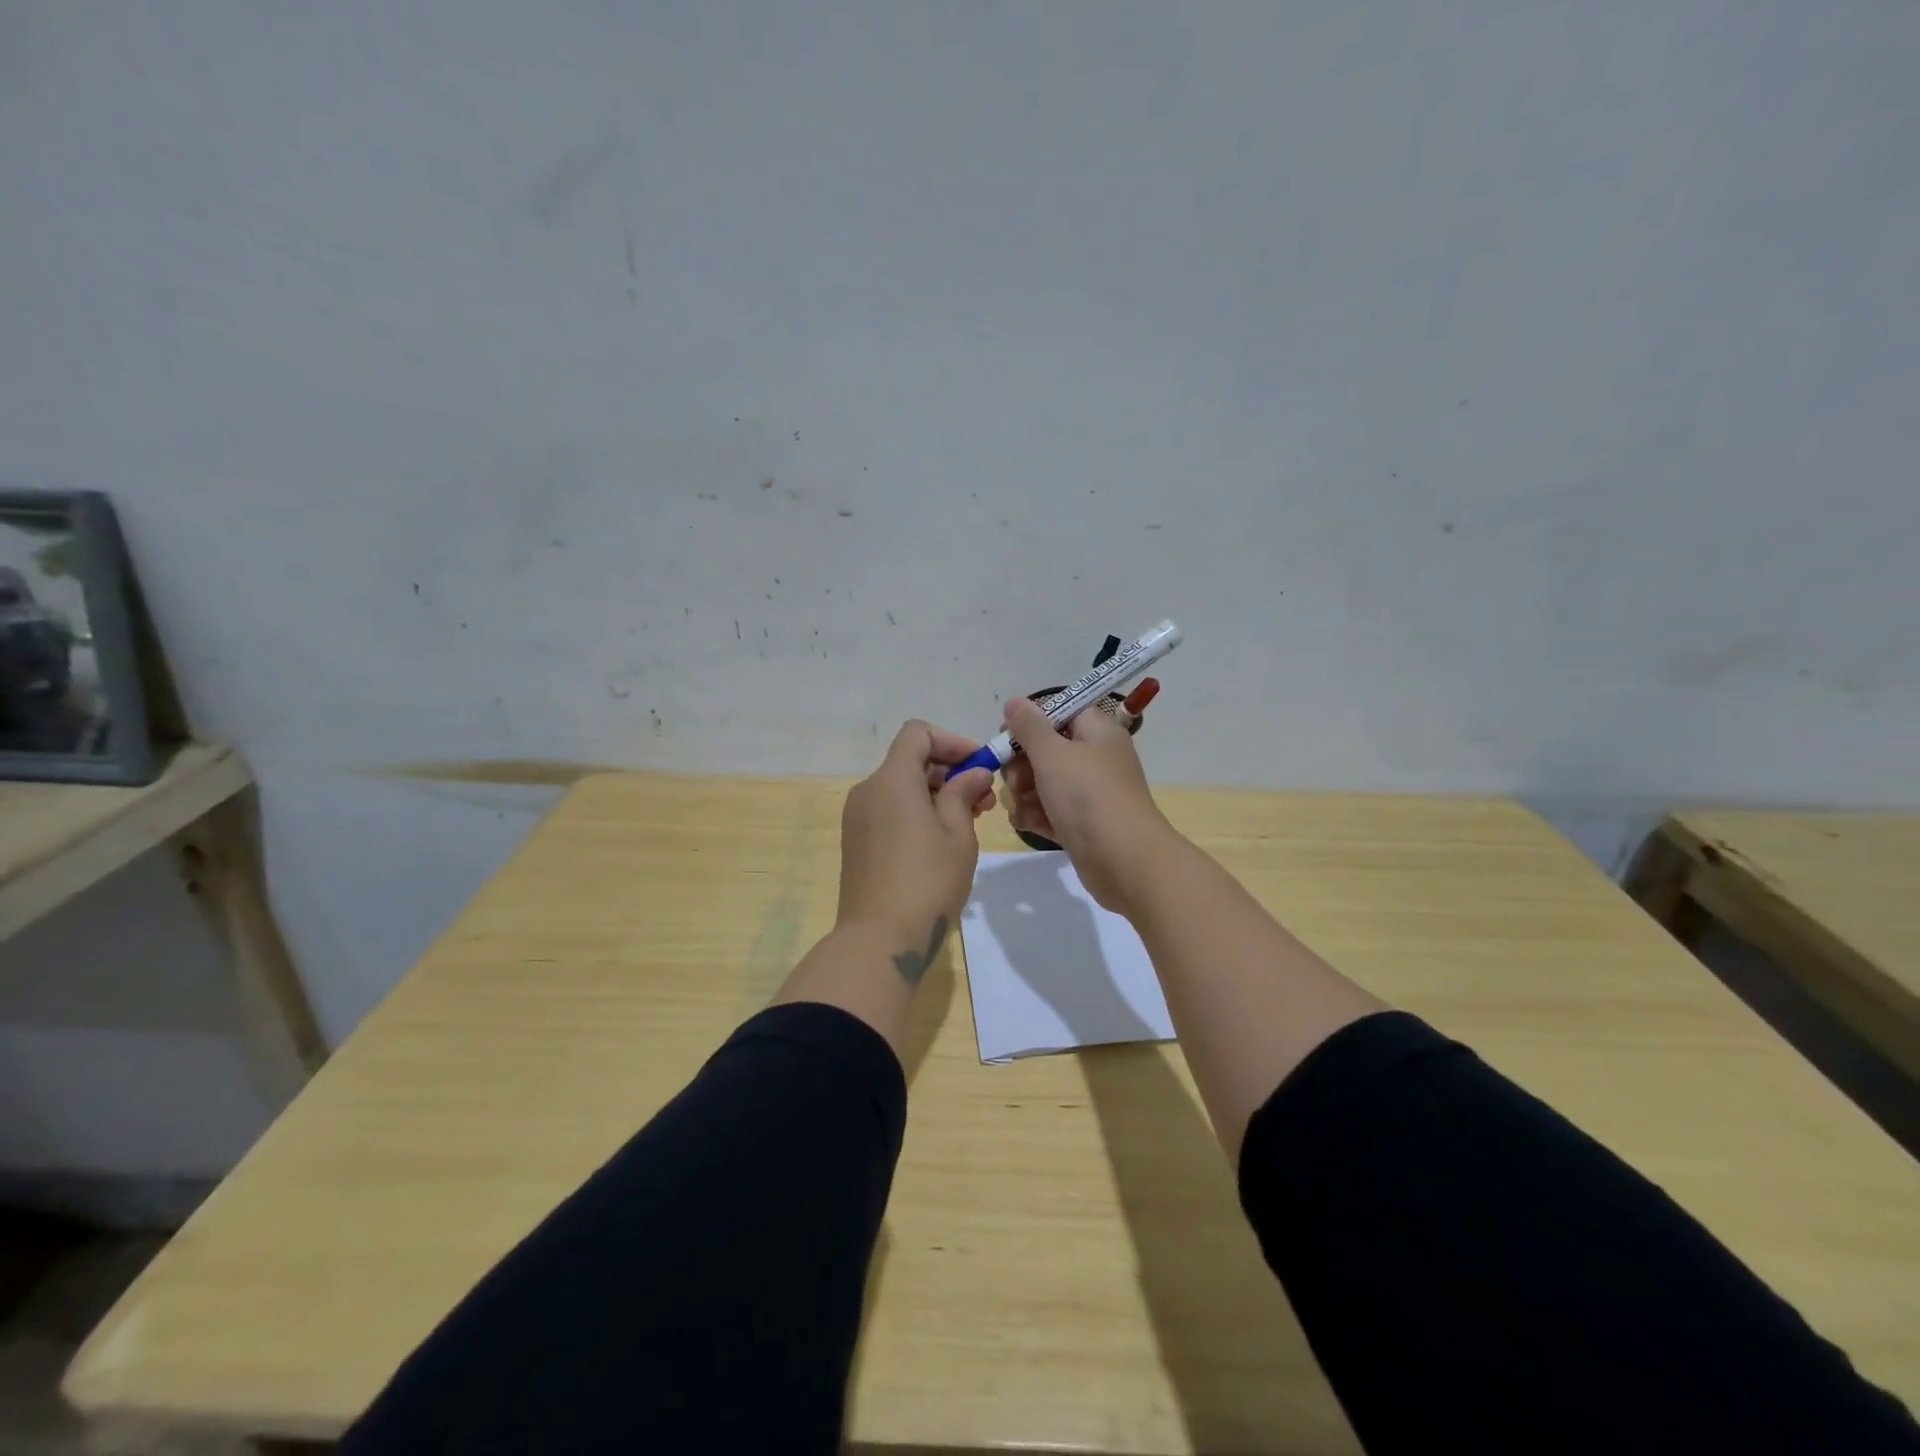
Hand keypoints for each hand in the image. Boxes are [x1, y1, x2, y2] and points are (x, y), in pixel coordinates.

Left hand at [837, 720, 996, 958]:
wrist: (879, 939)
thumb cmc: (927, 881)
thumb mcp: (957, 834)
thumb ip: (963, 793)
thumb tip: (972, 774)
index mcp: (892, 779)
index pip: (918, 734)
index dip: (952, 741)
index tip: (979, 766)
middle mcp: (868, 790)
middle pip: (909, 761)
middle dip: (949, 772)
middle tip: (984, 801)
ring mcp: (857, 818)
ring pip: (900, 788)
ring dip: (935, 795)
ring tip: (969, 823)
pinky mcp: (856, 843)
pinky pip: (889, 811)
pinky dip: (916, 813)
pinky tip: (941, 841)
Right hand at [1001, 697, 1177, 912]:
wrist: (1124, 860)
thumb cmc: (1088, 796)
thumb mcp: (1052, 753)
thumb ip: (1029, 726)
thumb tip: (1015, 701)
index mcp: (1097, 731)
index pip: (1059, 712)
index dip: (1030, 722)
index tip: (1007, 737)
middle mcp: (1095, 758)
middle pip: (1047, 749)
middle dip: (1022, 764)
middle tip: (1017, 780)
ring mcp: (1090, 794)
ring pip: (1044, 783)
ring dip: (1025, 794)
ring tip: (1023, 807)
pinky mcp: (1083, 825)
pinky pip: (1051, 812)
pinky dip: (1038, 816)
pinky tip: (1030, 825)